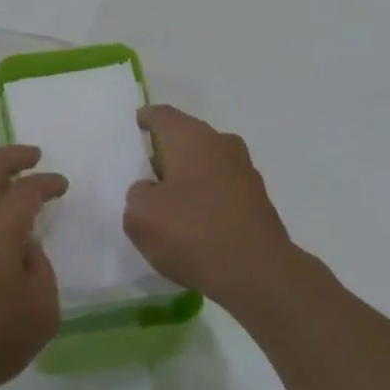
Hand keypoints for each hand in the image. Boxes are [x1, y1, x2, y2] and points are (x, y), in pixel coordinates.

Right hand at [124, 105, 292, 311]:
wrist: (258, 274)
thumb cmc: (193, 233)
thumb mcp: (140, 215)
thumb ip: (137, 194)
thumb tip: (151, 191)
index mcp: (191, 137)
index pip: (161, 115)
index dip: (143, 121)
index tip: (130, 133)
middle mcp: (221, 144)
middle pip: (186, 138)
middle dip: (165, 153)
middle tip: (142, 176)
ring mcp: (245, 171)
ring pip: (206, 164)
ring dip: (188, 178)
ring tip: (167, 205)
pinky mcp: (258, 201)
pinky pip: (222, 190)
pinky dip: (206, 200)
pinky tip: (195, 226)